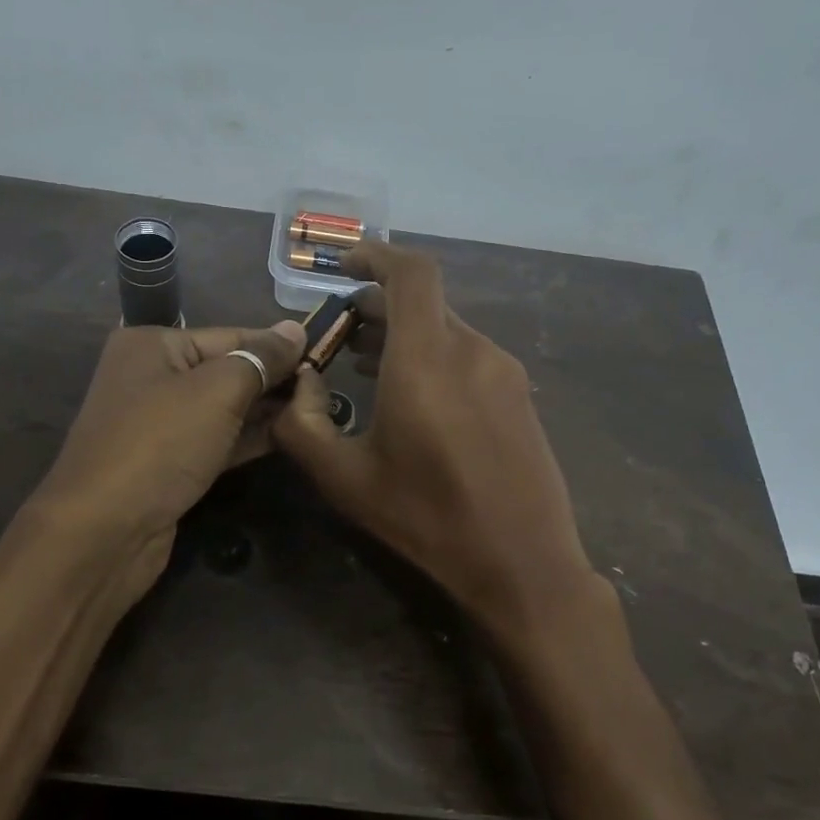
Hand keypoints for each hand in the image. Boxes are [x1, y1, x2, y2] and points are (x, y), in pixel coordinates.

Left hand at [28, 319, 306, 607]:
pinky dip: (248, 438)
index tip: (325, 355)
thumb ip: (260, 359)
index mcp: (153, 345)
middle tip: (326, 388)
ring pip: (224, 408)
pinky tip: (288, 436)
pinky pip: (217, 440)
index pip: (230, 335)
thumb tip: (296, 330)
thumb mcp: (216, 391)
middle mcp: (152, 377)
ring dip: (266, 409)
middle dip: (274, 379)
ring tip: (317, 410)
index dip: (278, 346)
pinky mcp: (169, 463)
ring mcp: (159, 424)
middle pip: (227, 370)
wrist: (103, 532)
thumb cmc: (160, 444)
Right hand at [273, 243, 607, 642]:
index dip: (377, 255)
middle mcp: (472, 349)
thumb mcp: (344, 479)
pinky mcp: (519, 395)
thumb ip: (302, 425)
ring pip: (445, 329)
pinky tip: (412, 394)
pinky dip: (433, 355)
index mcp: (428, 358)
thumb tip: (297, 385)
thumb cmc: (427, 519)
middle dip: (376, 304)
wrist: (523, 564)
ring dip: (403, 333)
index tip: (344, 266)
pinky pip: (468, 355)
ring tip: (365, 362)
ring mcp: (503, 371)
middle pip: (423, 301)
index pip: (411, 273)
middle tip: (339, 332)